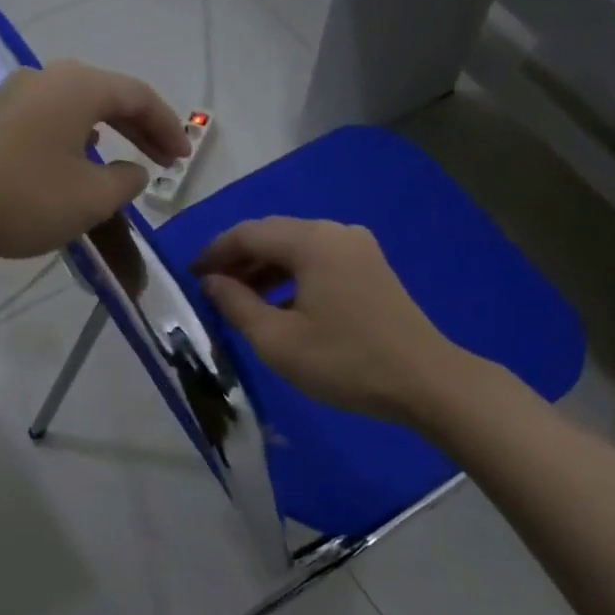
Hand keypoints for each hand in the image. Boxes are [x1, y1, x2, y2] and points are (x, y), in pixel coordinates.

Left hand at [0, 60, 188, 261]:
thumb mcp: (90, 199)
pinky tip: (78, 160)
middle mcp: (46, 78)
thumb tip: (134, 170)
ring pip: (77, 106)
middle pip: (107, 95)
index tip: (184, 158)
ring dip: (109, 132)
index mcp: (76, 87)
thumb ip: (125, 182)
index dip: (167, 127)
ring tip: (128, 160)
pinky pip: (51, 119)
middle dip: (141, 128)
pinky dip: (78, 138)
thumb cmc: (24, 198)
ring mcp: (14, 96)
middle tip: (166, 159)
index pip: (137, 96)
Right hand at [193, 217, 462, 422]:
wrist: (425, 381)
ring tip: (238, 302)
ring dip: (264, 271)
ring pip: (296, 249)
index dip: (213, 253)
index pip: (247, 233)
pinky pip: (318, 262)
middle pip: (273, 236)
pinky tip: (278, 307)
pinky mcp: (371, 269)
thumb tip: (211, 282)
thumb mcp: (278, 340)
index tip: (188, 277)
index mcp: (312, 241)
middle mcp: (336, 232)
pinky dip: (291, 278)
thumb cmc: (345, 362)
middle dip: (238, 261)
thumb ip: (236, 305)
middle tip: (210, 291)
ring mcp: (358, 249)